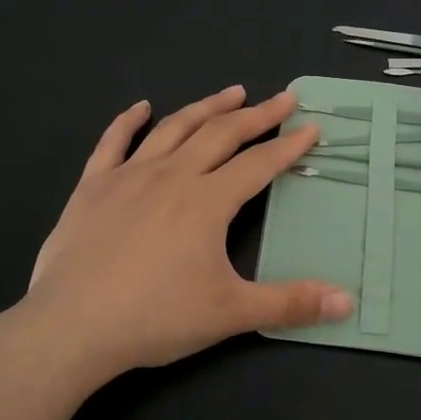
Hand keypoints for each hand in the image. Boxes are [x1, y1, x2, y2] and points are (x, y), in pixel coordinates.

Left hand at [22, 86, 353, 380]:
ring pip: (175, 128)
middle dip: (257, 114)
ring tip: (231, 92)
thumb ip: (291, 303)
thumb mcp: (231, 313)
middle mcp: (172, 176)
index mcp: (208, 201)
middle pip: (222, 134)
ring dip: (206, 107)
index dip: (289, 146)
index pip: (259, 164)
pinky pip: (113, 142)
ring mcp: (129, 176)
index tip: (311, 128)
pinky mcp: (92, 187)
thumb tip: (348, 302)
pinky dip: (128, 121)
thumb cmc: (156, 317)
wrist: (72, 327)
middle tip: (282, 98)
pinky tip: (140, 107)